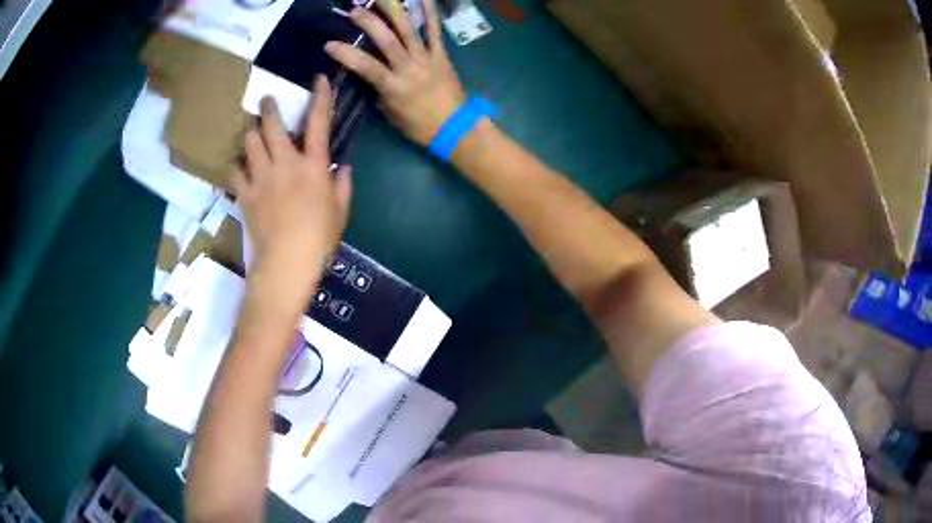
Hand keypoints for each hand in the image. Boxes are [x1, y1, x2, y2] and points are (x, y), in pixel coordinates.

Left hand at [230, 75, 351, 287]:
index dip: (320, 97)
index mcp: (313, 166)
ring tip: (251, 133)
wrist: (287, 263)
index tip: (318, 79)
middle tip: (266, 101)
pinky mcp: (244, 194)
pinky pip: (234, 172)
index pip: (318, 123)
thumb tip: (343, 167)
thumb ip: (343, 185)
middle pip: (272, 125)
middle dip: (268, 108)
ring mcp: (261, 177)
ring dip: (250, 134)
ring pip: (249, 143)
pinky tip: (238, 167)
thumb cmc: (319, 239)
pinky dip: (236, 166)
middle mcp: (285, 163)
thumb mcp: (341, 212)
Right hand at [324, 0, 465, 145]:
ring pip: (408, 30)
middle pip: (387, 40)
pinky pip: (434, 31)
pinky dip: (430, 13)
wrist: (456, 127)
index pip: (365, 66)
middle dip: (369, 23)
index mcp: (393, 87)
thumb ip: (379, 91)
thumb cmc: (420, 126)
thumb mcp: (391, 113)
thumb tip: (370, 75)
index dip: (346, 54)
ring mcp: (426, 58)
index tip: (329, 44)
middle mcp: (409, 68)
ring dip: (394, 11)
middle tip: (355, 10)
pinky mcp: (441, 54)